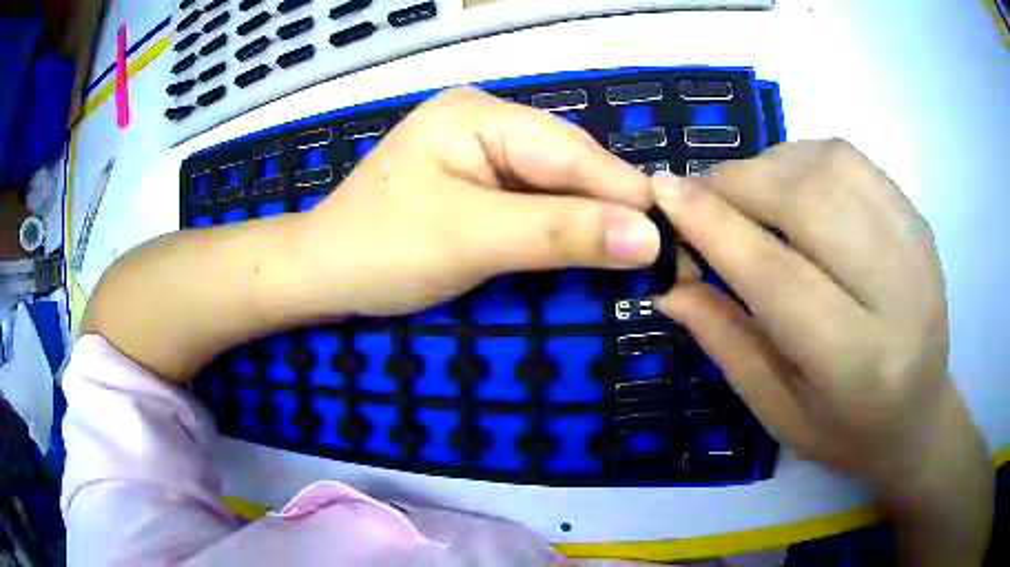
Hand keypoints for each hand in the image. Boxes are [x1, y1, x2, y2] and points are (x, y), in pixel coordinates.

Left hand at [296, 88, 661, 315]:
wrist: (320, 273)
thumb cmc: (380, 251)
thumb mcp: (471, 240)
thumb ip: (560, 234)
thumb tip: (649, 238)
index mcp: (478, 114)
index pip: (572, 152)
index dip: (625, 196)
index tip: (673, 240)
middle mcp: (484, 118)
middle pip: (568, 162)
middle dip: (610, 208)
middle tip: (658, 256)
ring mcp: (479, 148)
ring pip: (556, 182)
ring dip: (589, 219)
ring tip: (632, 254)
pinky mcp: (476, 178)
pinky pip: (534, 197)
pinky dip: (561, 224)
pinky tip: (584, 244)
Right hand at [651, 140, 963, 485]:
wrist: (919, 414)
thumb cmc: (845, 430)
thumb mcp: (776, 410)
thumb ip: (724, 340)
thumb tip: (667, 280)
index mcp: (859, 364)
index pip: (779, 276)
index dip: (715, 227)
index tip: (661, 193)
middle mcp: (898, 295)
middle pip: (808, 203)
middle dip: (738, 184)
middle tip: (700, 197)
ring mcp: (915, 246)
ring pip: (829, 165)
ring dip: (769, 165)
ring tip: (747, 195)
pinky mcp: (917, 219)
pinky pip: (851, 159)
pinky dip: (804, 158)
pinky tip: (792, 187)